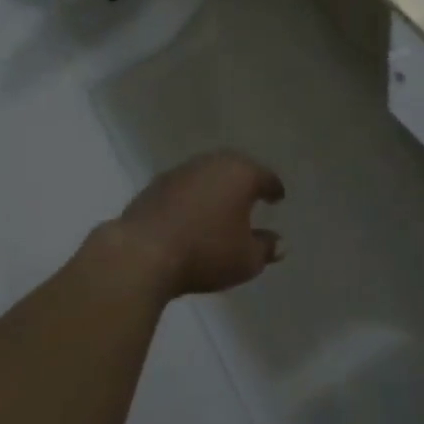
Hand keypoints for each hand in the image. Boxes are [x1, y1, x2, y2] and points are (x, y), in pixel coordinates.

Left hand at [111, 150, 285, 297]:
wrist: (142, 253)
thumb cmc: (205, 252)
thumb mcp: (246, 260)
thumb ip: (266, 248)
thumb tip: (281, 243)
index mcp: (241, 174)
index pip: (265, 177)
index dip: (274, 189)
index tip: (278, 198)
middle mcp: (213, 163)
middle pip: (236, 168)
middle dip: (244, 182)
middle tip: (251, 197)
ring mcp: (181, 170)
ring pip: (208, 174)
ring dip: (216, 187)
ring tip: (221, 206)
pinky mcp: (155, 184)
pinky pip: (184, 186)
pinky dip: (192, 196)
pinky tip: (191, 213)